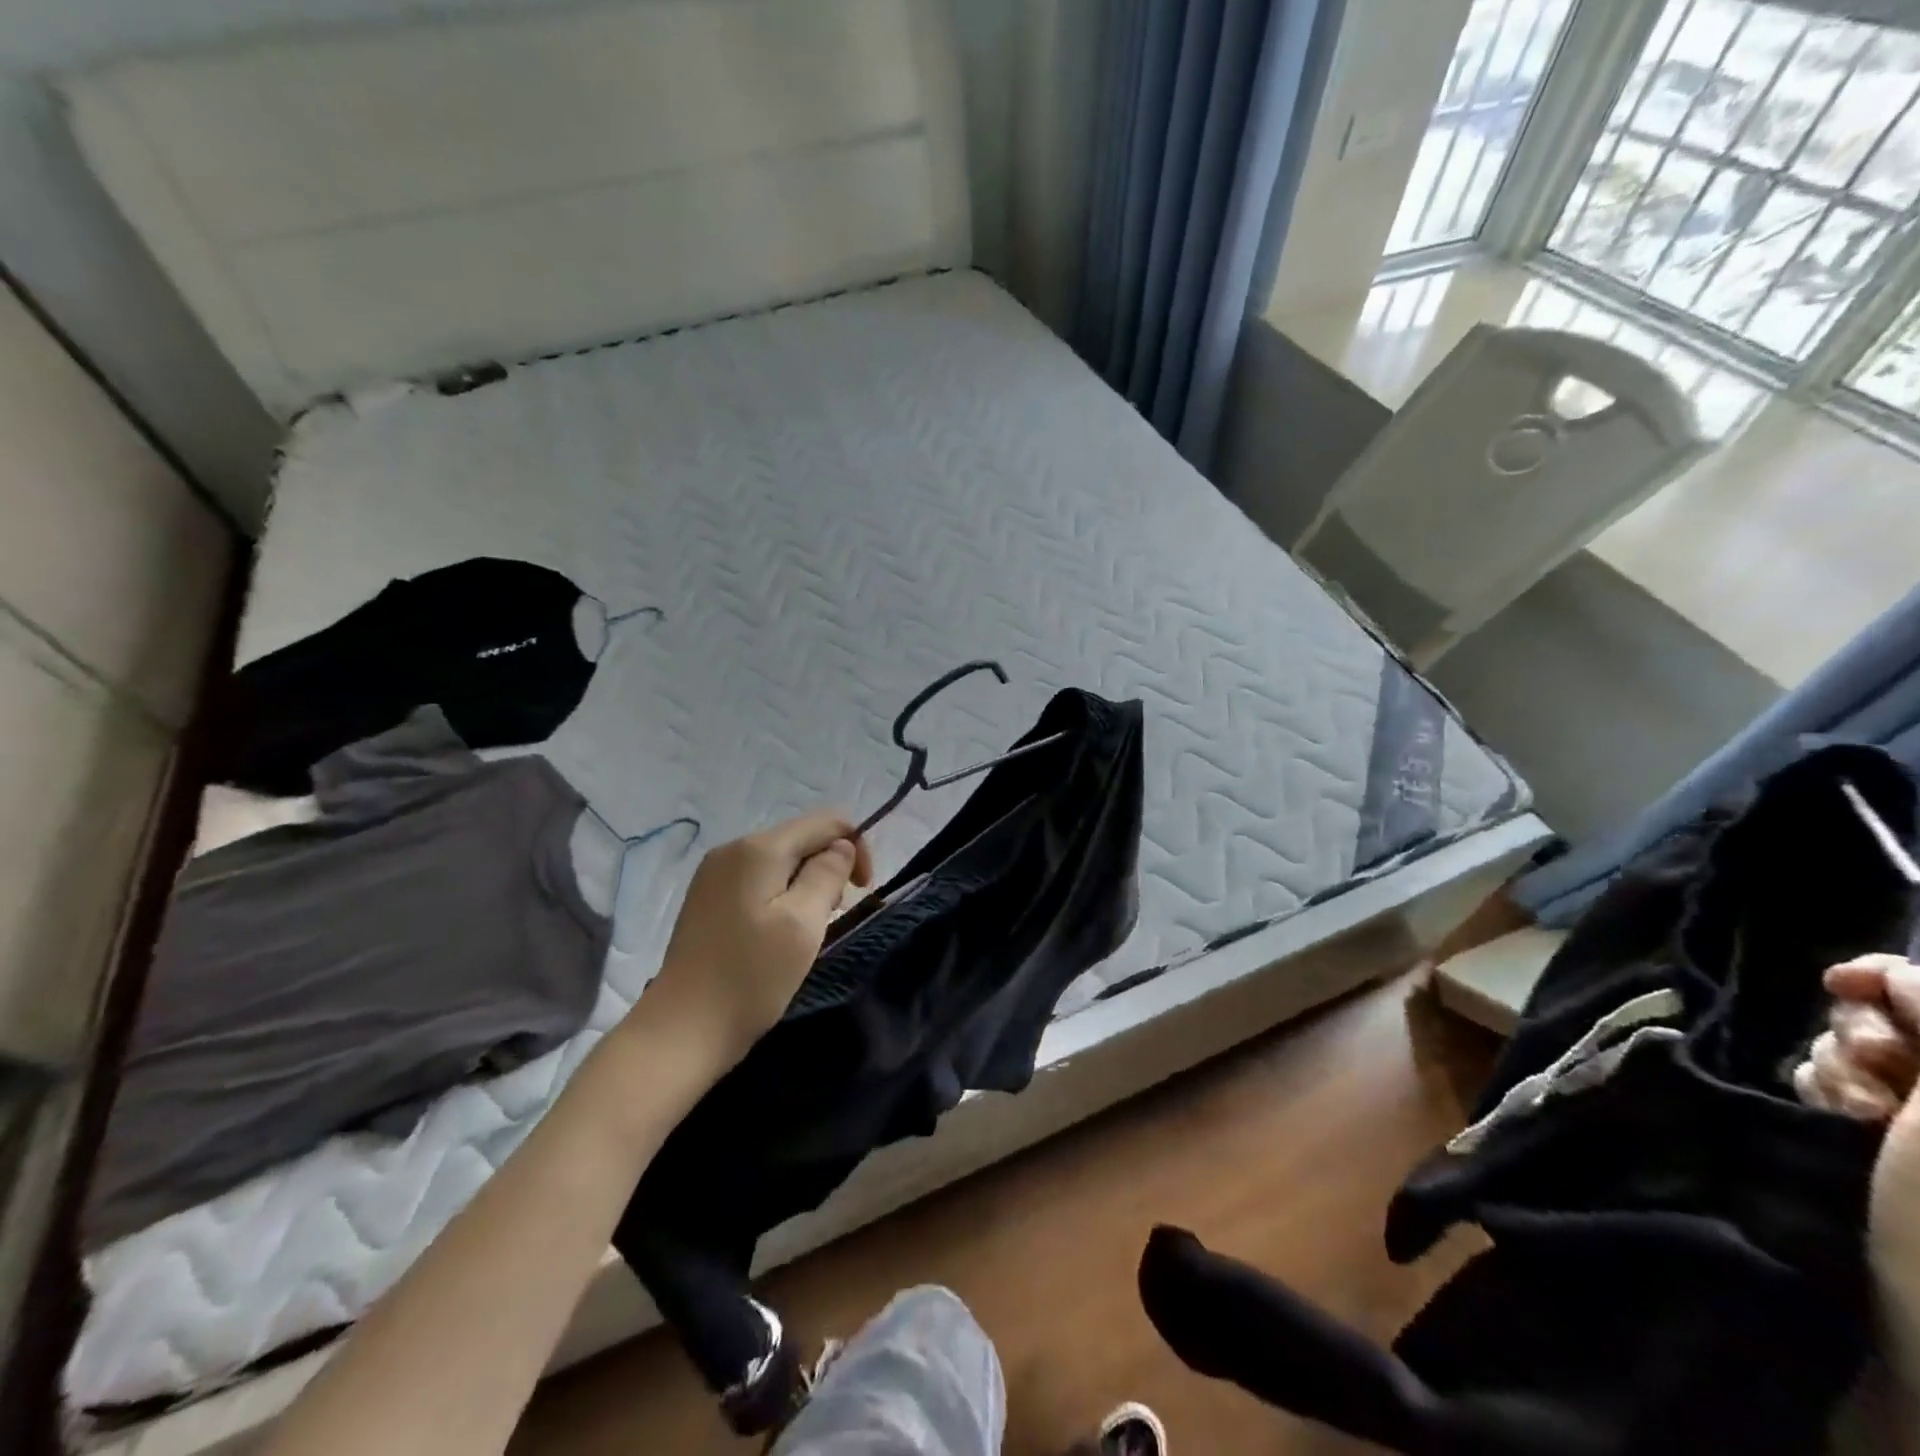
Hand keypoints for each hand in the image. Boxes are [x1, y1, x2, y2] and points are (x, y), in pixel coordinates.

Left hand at [638, 810, 872, 1064]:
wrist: (681, 1030)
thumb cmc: (751, 977)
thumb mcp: (804, 923)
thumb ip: (828, 874)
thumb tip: (841, 846)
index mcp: (758, 848)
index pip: (825, 822)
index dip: (855, 847)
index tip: (862, 890)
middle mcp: (733, 849)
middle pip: (801, 838)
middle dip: (829, 867)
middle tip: (831, 917)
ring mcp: (715, 873)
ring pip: (781, 860)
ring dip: (806, 884)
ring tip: (806, 930)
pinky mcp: (708, 898)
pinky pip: (759, 879)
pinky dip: (781, 896)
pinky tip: (778, 932)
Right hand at [1793, 955, 1919, 1122]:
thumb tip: (1885, 976)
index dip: (1882, 975)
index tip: (1841, 984)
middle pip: (1878, 1013)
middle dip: (1856, 1033)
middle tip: (1874, 1066)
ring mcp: (1911, 1106)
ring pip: (1843, 1045)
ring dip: (1833, 1066)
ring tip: (1854, 1111)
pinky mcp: (1865, 1124)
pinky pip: (1821, 1076)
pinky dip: (1819, 1087)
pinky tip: (1834, 1117)